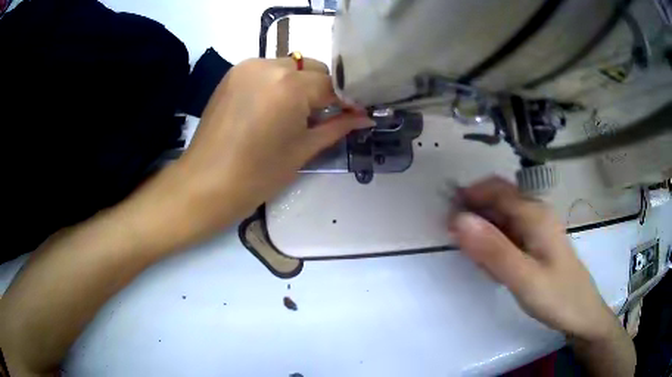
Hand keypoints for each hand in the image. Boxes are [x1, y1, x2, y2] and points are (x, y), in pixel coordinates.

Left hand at [169, 57, 372, 226]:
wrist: (206, 183)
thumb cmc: (258, 174)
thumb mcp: (303, 149)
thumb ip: (337, 127)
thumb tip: (365, 117)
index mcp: (290, 85)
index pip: (331, 84)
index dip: (345, 101)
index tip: (352, 115)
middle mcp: (270, 65)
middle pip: (311, 68)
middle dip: (322, 89)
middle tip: (320, 117)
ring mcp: (247, 66)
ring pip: (289, 66)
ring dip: (299, 84)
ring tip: (294, 113)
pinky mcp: (232, 73)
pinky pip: (267, 70)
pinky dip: (277, 83)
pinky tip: (272, 106)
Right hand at [449, 177, 616, 341]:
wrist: (581, 314)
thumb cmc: (557, 297)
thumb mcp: (523, 278)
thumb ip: (492, 250)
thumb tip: (459, 220)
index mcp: (534, 214)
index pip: (494, 190)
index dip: (468, 198)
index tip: (447, 222)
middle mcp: (535, 214)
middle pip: (497, 202)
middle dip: (475, 220)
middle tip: (462, 250)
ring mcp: (537, 228)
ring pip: (501, 220)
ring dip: (484, 237)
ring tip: (481, 267)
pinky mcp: (536, 243)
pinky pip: (508, 236)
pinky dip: (495, 248)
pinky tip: (496, 270)